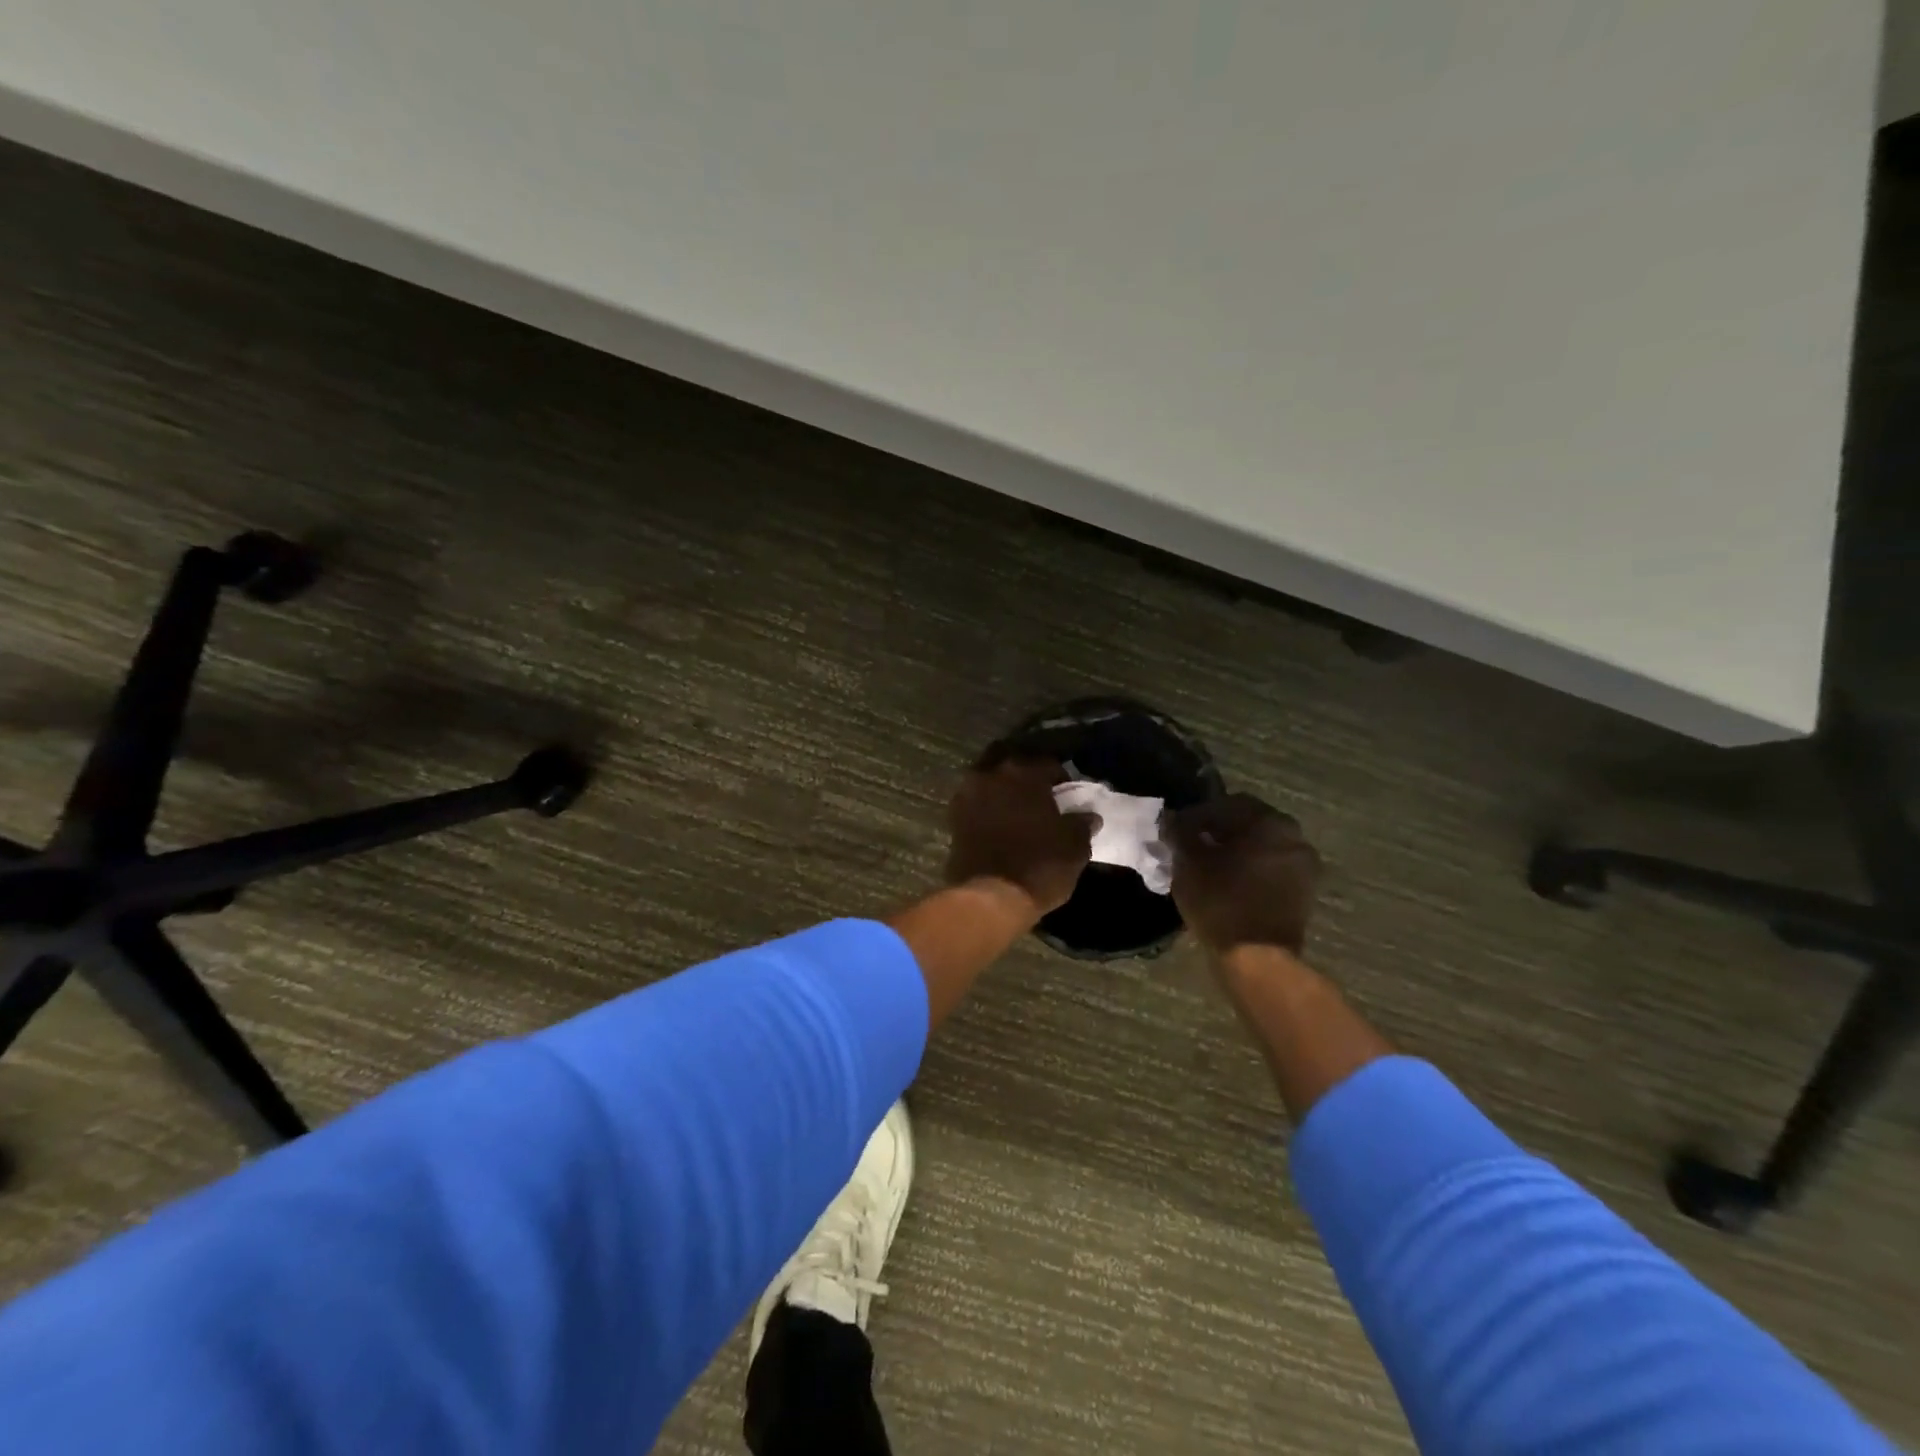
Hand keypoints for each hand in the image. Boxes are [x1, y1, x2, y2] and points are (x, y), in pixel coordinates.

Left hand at [945, 759, 1096, 915]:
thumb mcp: (1074, 847)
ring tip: (1016, 809)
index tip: (1067, 795)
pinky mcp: (953, 819)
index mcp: (1024, 773)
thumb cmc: (1039, 866)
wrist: (990, 898)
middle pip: (1010, 763)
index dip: (1060, 779)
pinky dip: (985, 808)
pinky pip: (974, 803)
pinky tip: (998, 824)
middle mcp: (992, 775)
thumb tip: (1088, 816)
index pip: (1048, 765)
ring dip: (1001, 789)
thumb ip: (1081, 825)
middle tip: (1037, 794)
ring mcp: (968, 796)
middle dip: (1023, 774)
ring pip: (987, 780)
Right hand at [1166, 793, 1319, 954]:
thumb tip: (1173, 819)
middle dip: (1217, 832)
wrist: (1258, 959)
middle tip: (1190, 846)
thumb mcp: (1188, 863)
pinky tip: (1226, 883)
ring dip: (1234, 851)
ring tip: (1206, 866)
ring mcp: (1303, 866)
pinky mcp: (1303, 892)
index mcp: (1270, 822)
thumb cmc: (1221, 902)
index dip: (1196, 815)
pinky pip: (1270, 869)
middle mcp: (1294, 837)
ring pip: (1260, 847)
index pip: (1226, 805)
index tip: (1176, 831)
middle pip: (1247, 824)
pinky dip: (1248, 870)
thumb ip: (1180, 833)